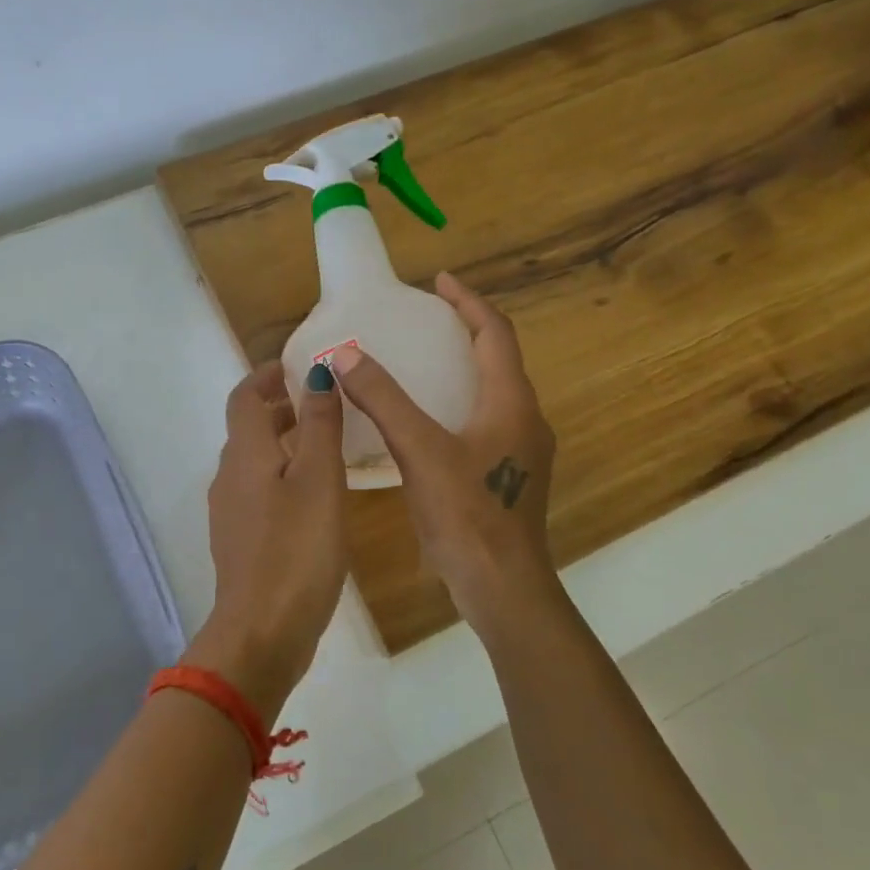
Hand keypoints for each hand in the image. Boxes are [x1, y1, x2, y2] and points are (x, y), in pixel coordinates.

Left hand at [191, 360, 347, 716]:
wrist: (262, 632)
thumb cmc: (297, 549)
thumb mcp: (320, 479)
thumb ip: (319, 424)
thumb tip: (316, 373)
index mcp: (245, 454)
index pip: (243, 397)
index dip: (265, 376)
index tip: (295, 366)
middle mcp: (229, 477)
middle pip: (248, 429)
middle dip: (279, 408)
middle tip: (321, 403)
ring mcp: (231, 513)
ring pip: (255, 462)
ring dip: (283, 443)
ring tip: (325, 445)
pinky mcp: (241, 542)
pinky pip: (259, 492)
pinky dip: (282, 476)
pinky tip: (314, 496)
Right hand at [329, 273, 557, 639]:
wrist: (503, 587)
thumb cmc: (468, 514)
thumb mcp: (420, 450)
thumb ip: (383, 400)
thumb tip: (345, 354)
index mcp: (511, 403)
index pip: (495, 333)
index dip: (468, 302)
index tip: (439, 281)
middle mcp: (524, 419)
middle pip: (498, 359)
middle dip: (465, 331)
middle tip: (424, 319)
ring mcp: (520, 451)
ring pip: (492, 392)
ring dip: (462, 368)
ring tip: (422, 360)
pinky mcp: (507, 476)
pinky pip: (484, 421)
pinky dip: (458, 402)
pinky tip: (425, 420)